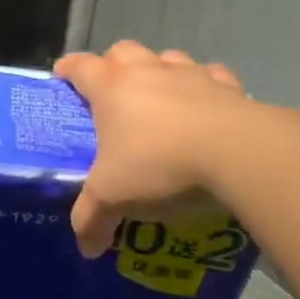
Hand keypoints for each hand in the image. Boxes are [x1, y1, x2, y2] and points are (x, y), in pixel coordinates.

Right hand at [53, 41, 249, 257]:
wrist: (238, 154)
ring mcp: (191, 74)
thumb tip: (86, 247)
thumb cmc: (159, 165)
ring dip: (159, 72)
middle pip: (122, 51)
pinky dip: (204, 88)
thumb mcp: (113, 197)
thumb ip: (91, 219)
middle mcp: (148, 71)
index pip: (79, 66)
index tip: (60, 79)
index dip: (66, 70)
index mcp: (110, 87)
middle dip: (113, 66)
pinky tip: (206, 109)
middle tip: (111, 95)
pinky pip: (211, 77)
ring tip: (160, 101)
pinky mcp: (229, 86)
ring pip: (167, 58)